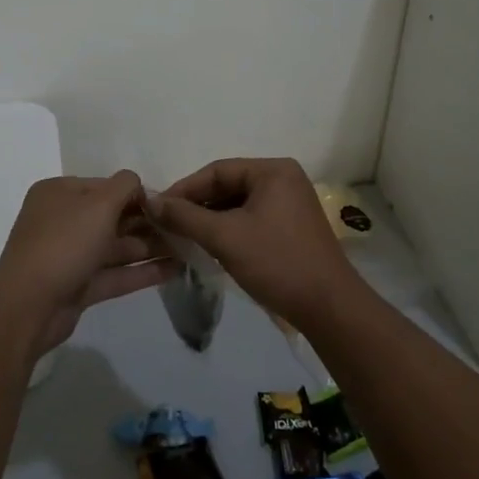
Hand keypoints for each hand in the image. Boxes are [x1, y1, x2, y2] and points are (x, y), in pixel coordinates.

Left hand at [0, 171, 173, 355]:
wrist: (28, 307)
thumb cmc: (64, 243)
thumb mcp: (99, 204)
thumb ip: (125, 186)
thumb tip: (138, 184)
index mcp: (59, 193)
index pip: (105, 186)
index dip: (137, 194)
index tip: (169, 204)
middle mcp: (62, 220)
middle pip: (112, 217)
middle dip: (148, 222)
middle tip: (184, 228)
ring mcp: (69, 255)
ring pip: (116, 247)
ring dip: (149, 247)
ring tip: (188, 249)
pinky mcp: (77, 286)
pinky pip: (114, 274)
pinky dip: (141, 272)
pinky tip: (174, 270)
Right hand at [151, 157, 365, 332]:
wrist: (328, 307)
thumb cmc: (277, 262)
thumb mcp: (225, 237)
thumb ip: (185, 216)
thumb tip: (150, 200)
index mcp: (273, 170)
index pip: (217, 170)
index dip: (184, 189)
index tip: (157, 208)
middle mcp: (284, 179)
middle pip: (228, 186)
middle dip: (197, 205)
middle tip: (166, 225)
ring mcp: (290, 203)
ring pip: (238, 205)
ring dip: (210, 219)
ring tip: (182, 237)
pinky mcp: (291, 227)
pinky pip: (251, 219)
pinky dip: (229, 230)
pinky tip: (209, 246)